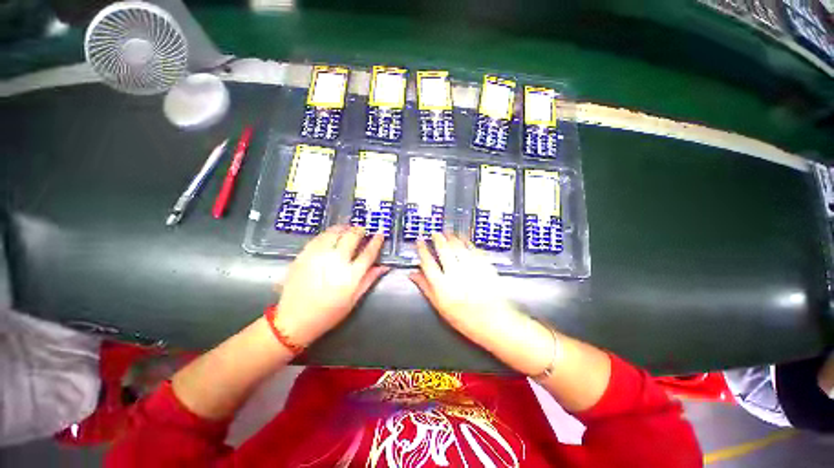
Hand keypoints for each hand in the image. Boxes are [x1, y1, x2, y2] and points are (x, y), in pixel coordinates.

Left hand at [273, 225, 388, 345]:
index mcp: (351, 275)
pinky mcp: (304, 255)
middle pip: (352, 237)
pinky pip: (319, 237)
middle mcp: (336, 262)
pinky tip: (331, 234)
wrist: (294, 320)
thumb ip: (369, 280)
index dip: (376, 241)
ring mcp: (318, 256)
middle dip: (359, 230)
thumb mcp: (354, 300)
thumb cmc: (328, 313)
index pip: (368, 253)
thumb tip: (384, 266)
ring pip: (335, 233)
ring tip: (348, 228)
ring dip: (344, 228)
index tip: (379, 234)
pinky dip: (328, 233)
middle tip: (362, 230)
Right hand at [409, 232, 529, 350]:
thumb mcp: (440, 306)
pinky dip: (467, 242)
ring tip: (447, 233)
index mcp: (442, 286)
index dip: (422, 249)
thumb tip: (413, 274)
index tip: (419, 242)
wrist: (493, 322)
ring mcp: (471, 269)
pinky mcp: (484, 266)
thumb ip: (425, 287)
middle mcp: (455, 274)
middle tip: (435, 233)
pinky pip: (473, 249)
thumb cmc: (464, 318)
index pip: (427, 262)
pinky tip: (464, 239)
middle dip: (437, 239)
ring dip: (451, 237)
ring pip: (458, 246)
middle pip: (443, 250)